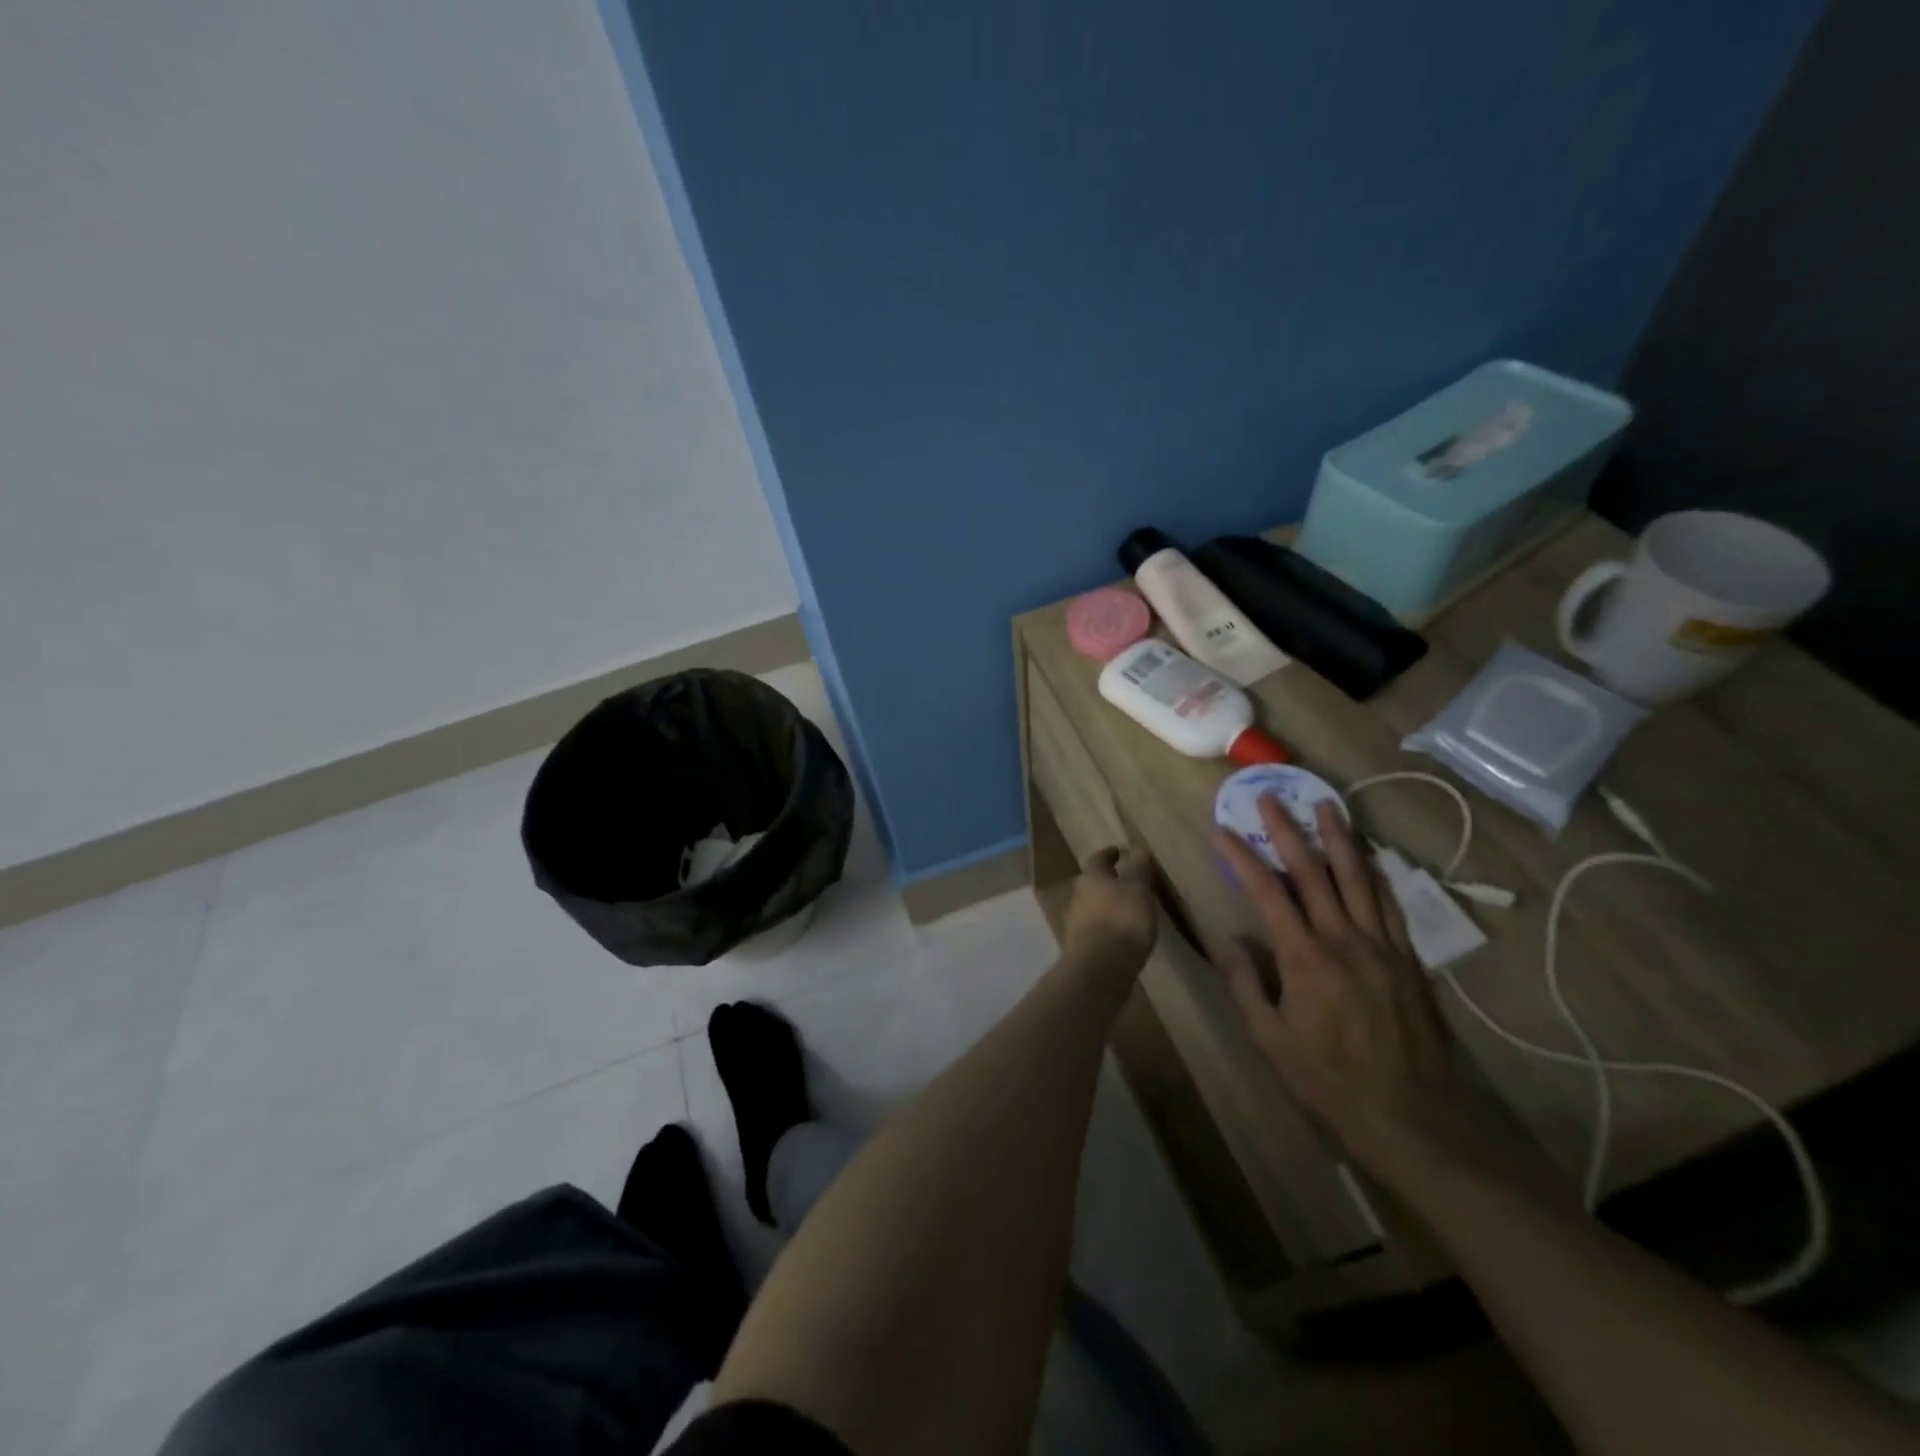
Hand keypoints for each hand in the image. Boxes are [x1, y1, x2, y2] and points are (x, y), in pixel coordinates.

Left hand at [1061, 846, 1157, 980]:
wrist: (1099, 967)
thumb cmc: (1122, 920)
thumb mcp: (1138, 890)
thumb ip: (1138, 869)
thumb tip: (1138, 847)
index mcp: (1091, 878)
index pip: (1098, 859)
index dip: (1109, 854)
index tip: (1119, 852)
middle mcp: (1077, 896)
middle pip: (1091, 882)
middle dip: (1105, 880)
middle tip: (1122, 881)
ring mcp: (1074, 921)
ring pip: (1090, 905)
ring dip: (1104, 904)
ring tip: (1124, 909)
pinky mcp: (1077, 945)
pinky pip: (1091, 928)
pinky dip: (1103, 926)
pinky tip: (1116, 934)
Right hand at [1214, 798, 1476, 1180]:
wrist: (1410, 1115)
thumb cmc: (1328, 1078)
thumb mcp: (1270, 1038)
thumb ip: (1247, 983)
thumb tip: (1231, 938)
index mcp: (1305, 958)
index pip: (1268, 893)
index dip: (1243, 858)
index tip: (1224, 831)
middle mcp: (1344, 940)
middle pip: (1314, 873)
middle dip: (1288, 831)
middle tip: (1272, 798)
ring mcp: (1382, 946)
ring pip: (1358, 878)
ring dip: (1339, 838)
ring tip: (1325, 805)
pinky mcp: (1408, 959)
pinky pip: (1390, 905)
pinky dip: (1377, 874)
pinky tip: (1369, 857)